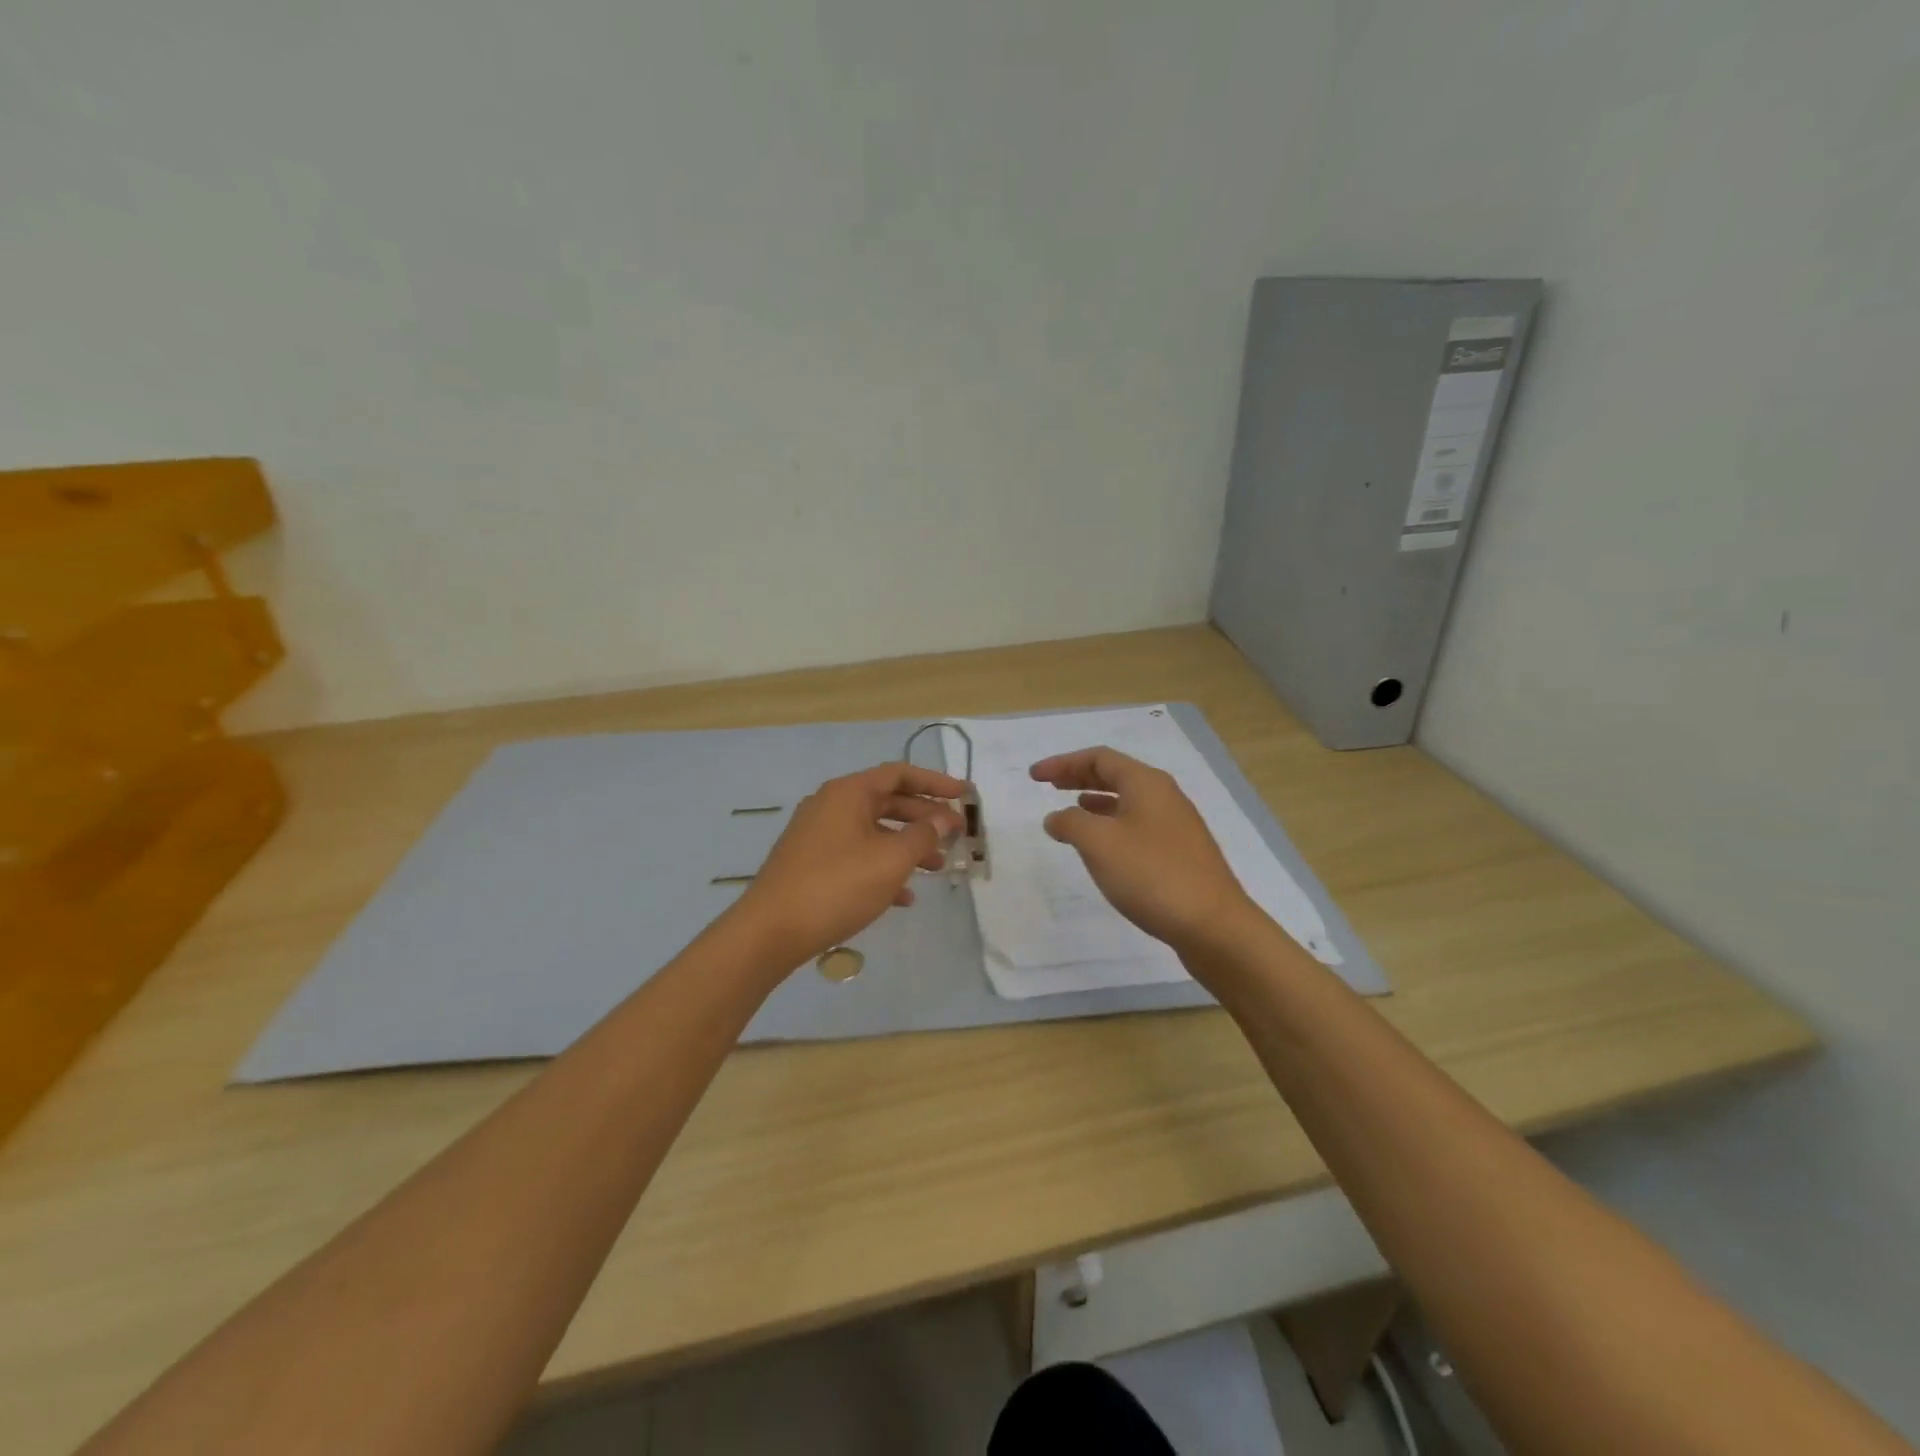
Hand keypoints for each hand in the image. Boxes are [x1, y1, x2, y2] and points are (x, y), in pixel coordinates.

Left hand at [733, 762, 966, 969]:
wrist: (770, 931)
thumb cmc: (837, 886)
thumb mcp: (890, 860)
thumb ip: (923, 836)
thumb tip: (943, 819)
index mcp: (849, 793)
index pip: (900, 774)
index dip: (935, 782)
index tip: (964, 795)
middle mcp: (831, 805)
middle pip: (888, 802)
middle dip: (925, 819)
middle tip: (956, 835)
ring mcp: (818, 835)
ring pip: (874, 832)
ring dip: (907, 847)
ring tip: (937, 869)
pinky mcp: (811, 863)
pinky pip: (856, 856)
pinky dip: (882, 868)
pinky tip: (903, 898)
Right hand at [1029, 746, 1254, 951]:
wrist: (1213, 925)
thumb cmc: (1151, 875)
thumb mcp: (1099, 843)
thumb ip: (1070, 823)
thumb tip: (1056, 817)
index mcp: (1146, 783)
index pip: (1099, 758)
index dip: (1063, 763)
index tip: (1034, 776)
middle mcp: (1164, 796)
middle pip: (1115, 775)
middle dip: (1079, 777)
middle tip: (1050, 785)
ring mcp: (1176, 825)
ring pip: (1127, 801)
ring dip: (1096, 802)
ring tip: (1072, 812)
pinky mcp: (1180, 853)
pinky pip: (1138, 825)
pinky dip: (1112, 825)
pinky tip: (1103, 847)